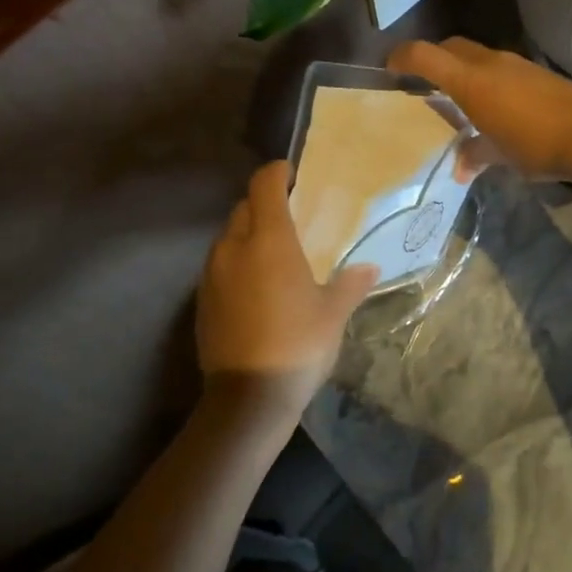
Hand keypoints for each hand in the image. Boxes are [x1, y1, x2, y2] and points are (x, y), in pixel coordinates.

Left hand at [196, 161, 377, 427]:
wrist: (247, 399)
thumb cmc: (298, 344)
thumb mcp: (334, 313)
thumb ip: (351, 283)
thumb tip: (370, 268)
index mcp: (269, 240)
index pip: (264, 185)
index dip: (277, 172)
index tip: (294, 173)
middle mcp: (234, 248)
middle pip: (244, 207)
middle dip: (265, 203)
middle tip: (293, 215)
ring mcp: (212, 275)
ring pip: (228, 236)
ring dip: (249, 233)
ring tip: (276, 251)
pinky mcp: (202, 301)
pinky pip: (220, 264)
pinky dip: (237, 261)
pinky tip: (258, 285)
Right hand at [388, 38, 571, 180]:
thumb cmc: (535, 144)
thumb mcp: (499, 155)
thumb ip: (475, 154)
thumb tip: (461, 167)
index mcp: (470, 80)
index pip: (424, 54)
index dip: (402, 57)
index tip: (390, 69)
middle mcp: (490, 62)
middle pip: (450, 47)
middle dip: (432, 59)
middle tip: (424, 83)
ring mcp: (516, 63)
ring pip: (477, 55)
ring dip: (463, 69)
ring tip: (460, 98)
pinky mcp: (537, 71)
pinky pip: (500, 67)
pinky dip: (488, 78)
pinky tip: (496, 105)